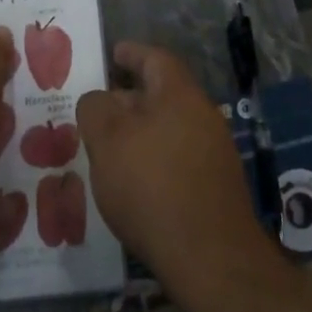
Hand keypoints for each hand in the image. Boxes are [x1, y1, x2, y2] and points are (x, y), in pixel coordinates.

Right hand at [76, 42, 275, 289]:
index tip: (113, 53)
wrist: (210, 257)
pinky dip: (155, 160)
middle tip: (100, 110)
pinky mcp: (217, 186)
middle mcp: (203, 114)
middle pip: (163, 94)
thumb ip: (95, 109)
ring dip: (142, 132)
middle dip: (131, 98)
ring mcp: (215, 151)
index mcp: (179, 93)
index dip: (132, 53)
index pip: (154, 58)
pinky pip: (179, 158)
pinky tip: (136, 183)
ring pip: (170, 128)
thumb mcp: (107, 140)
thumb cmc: (152, 185)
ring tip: (111, 149)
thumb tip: (99, 100)